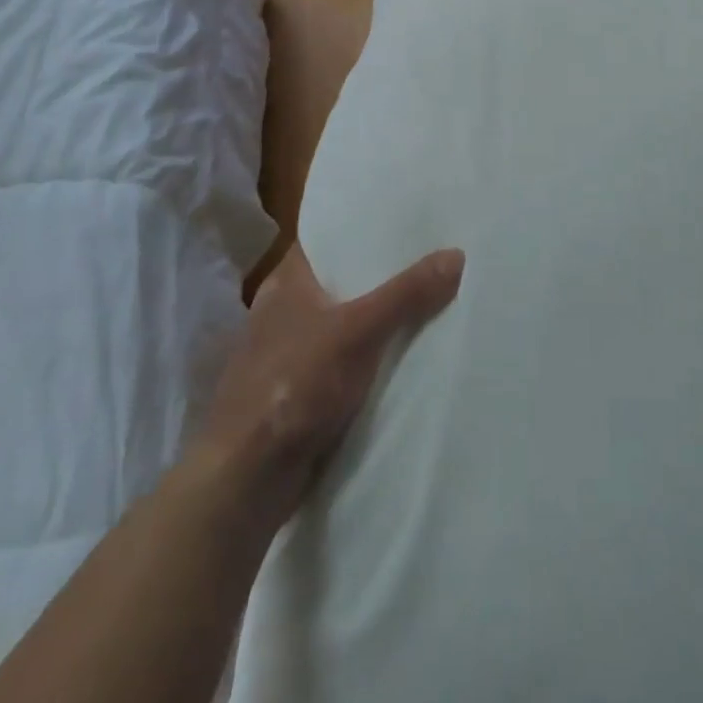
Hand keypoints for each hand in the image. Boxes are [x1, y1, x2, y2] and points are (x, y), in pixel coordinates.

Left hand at [196, 243, 464, 534]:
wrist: (246, 480)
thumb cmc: (295, 387)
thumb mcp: (359, 332)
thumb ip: (406, 294)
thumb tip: (456, 254)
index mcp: (286, 281)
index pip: (329, 238)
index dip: (365, 228)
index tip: (407, 221)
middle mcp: (283, 308)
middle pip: (341, 280)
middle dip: (381, 275)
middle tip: (431, 258)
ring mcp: (286, 351)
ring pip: (342, 321)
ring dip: (375, 318)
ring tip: (426, 301)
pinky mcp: (295, 390)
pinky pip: (341, 359)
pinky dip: (366, 355)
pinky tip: (400, 355)